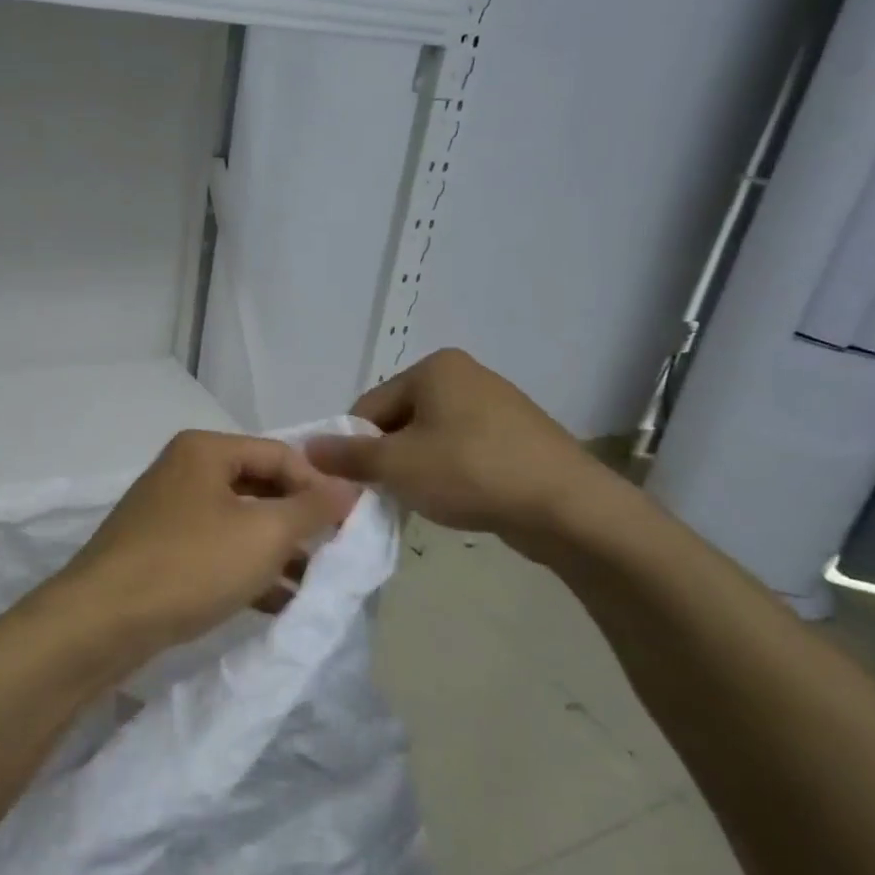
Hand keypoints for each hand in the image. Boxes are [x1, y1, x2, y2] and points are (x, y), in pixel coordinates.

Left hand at [51, 431, 358, 651]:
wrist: (100, 622)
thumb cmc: (190, 565)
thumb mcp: (263, 534)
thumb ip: (312, 508)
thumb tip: (349, 488)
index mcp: (205, 450)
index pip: (280, 454)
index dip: (320, 486)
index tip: (350, 525)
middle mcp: (184, 472)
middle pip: (259, 487)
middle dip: (299, 522)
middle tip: (335, 554)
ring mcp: (168, 513)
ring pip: (239, 524)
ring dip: (278, 551)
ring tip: (315, 584)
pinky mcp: (159, 552)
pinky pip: (217, 552)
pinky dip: (248, 571)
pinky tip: (279, 603)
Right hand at [305, 348, 621, 559]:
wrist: (567, 506)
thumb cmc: (471, 472)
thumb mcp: (398, 465)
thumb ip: (348, 456)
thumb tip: (307, 448)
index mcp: (435, 368)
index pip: (370, 406)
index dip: (356, 446)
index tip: (359, 483)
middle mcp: (465, 375)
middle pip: (401, 420)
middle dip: (389, 458)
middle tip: (391, 495)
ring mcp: (496, 404)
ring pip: (432, 437)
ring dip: (418, 468)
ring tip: (427, 501)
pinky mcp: (518, 435)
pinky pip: (464, 450)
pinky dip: (451, 472)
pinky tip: (459, 499)